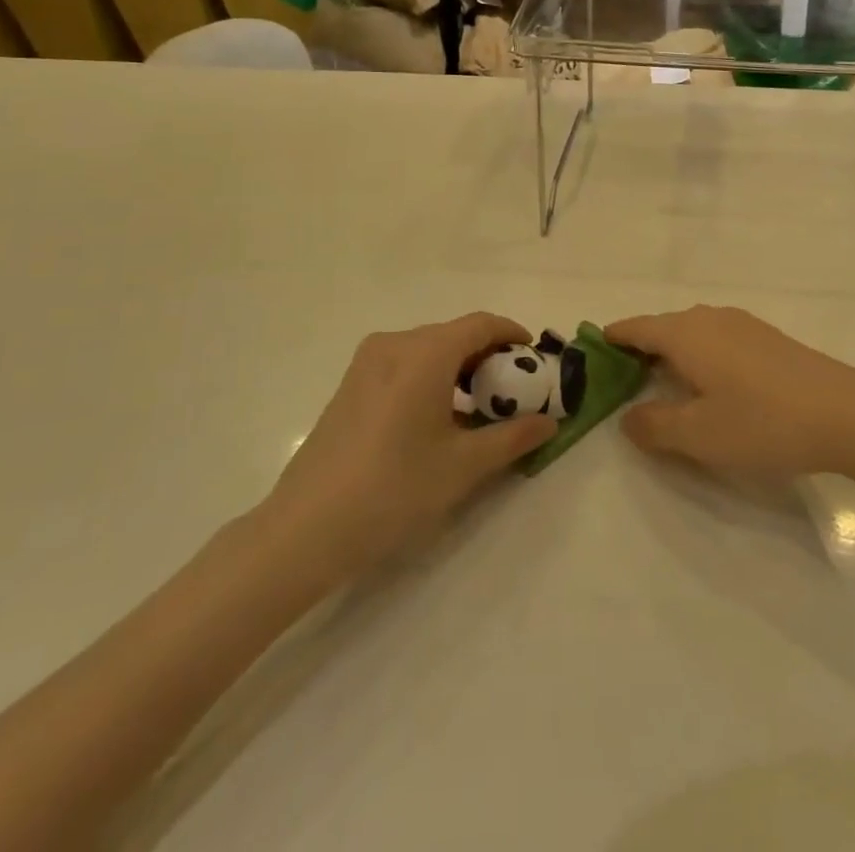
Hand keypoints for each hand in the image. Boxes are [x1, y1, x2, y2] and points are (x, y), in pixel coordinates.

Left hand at [265, 314, 555, 577]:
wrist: (305, 530)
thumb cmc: (394, 489)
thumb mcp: (464, 465)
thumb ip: (513, 437)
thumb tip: (550, 422)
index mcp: (425, 352)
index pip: (482, 324)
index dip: (513, 335)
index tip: (535, 360)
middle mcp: (395, 344)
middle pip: (455, 335)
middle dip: (489, 356)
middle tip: (512, 391)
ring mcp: (366, 363)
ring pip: (428, 350)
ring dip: (459, 369)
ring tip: (478, 409)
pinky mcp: (350, 385)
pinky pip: (404, 365)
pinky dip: (431, 378)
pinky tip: (437, 419)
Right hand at [606, 306, 854, 478]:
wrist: (847, 413)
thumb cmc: (763, 422)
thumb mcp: (698, 435)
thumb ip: (654, 426)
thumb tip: (627, 417)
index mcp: (685, 333)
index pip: (634, 328)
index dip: (609, 340)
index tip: (588, 355)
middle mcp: (709, 318)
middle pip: (661, 329)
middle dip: (638, 352)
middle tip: (620, 384)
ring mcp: (742, 325)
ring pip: (691, 334)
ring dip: (671, 356)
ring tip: (661, 388)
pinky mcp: (767, 338)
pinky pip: (717, 341)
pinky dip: (699, 358)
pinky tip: (710, 387)